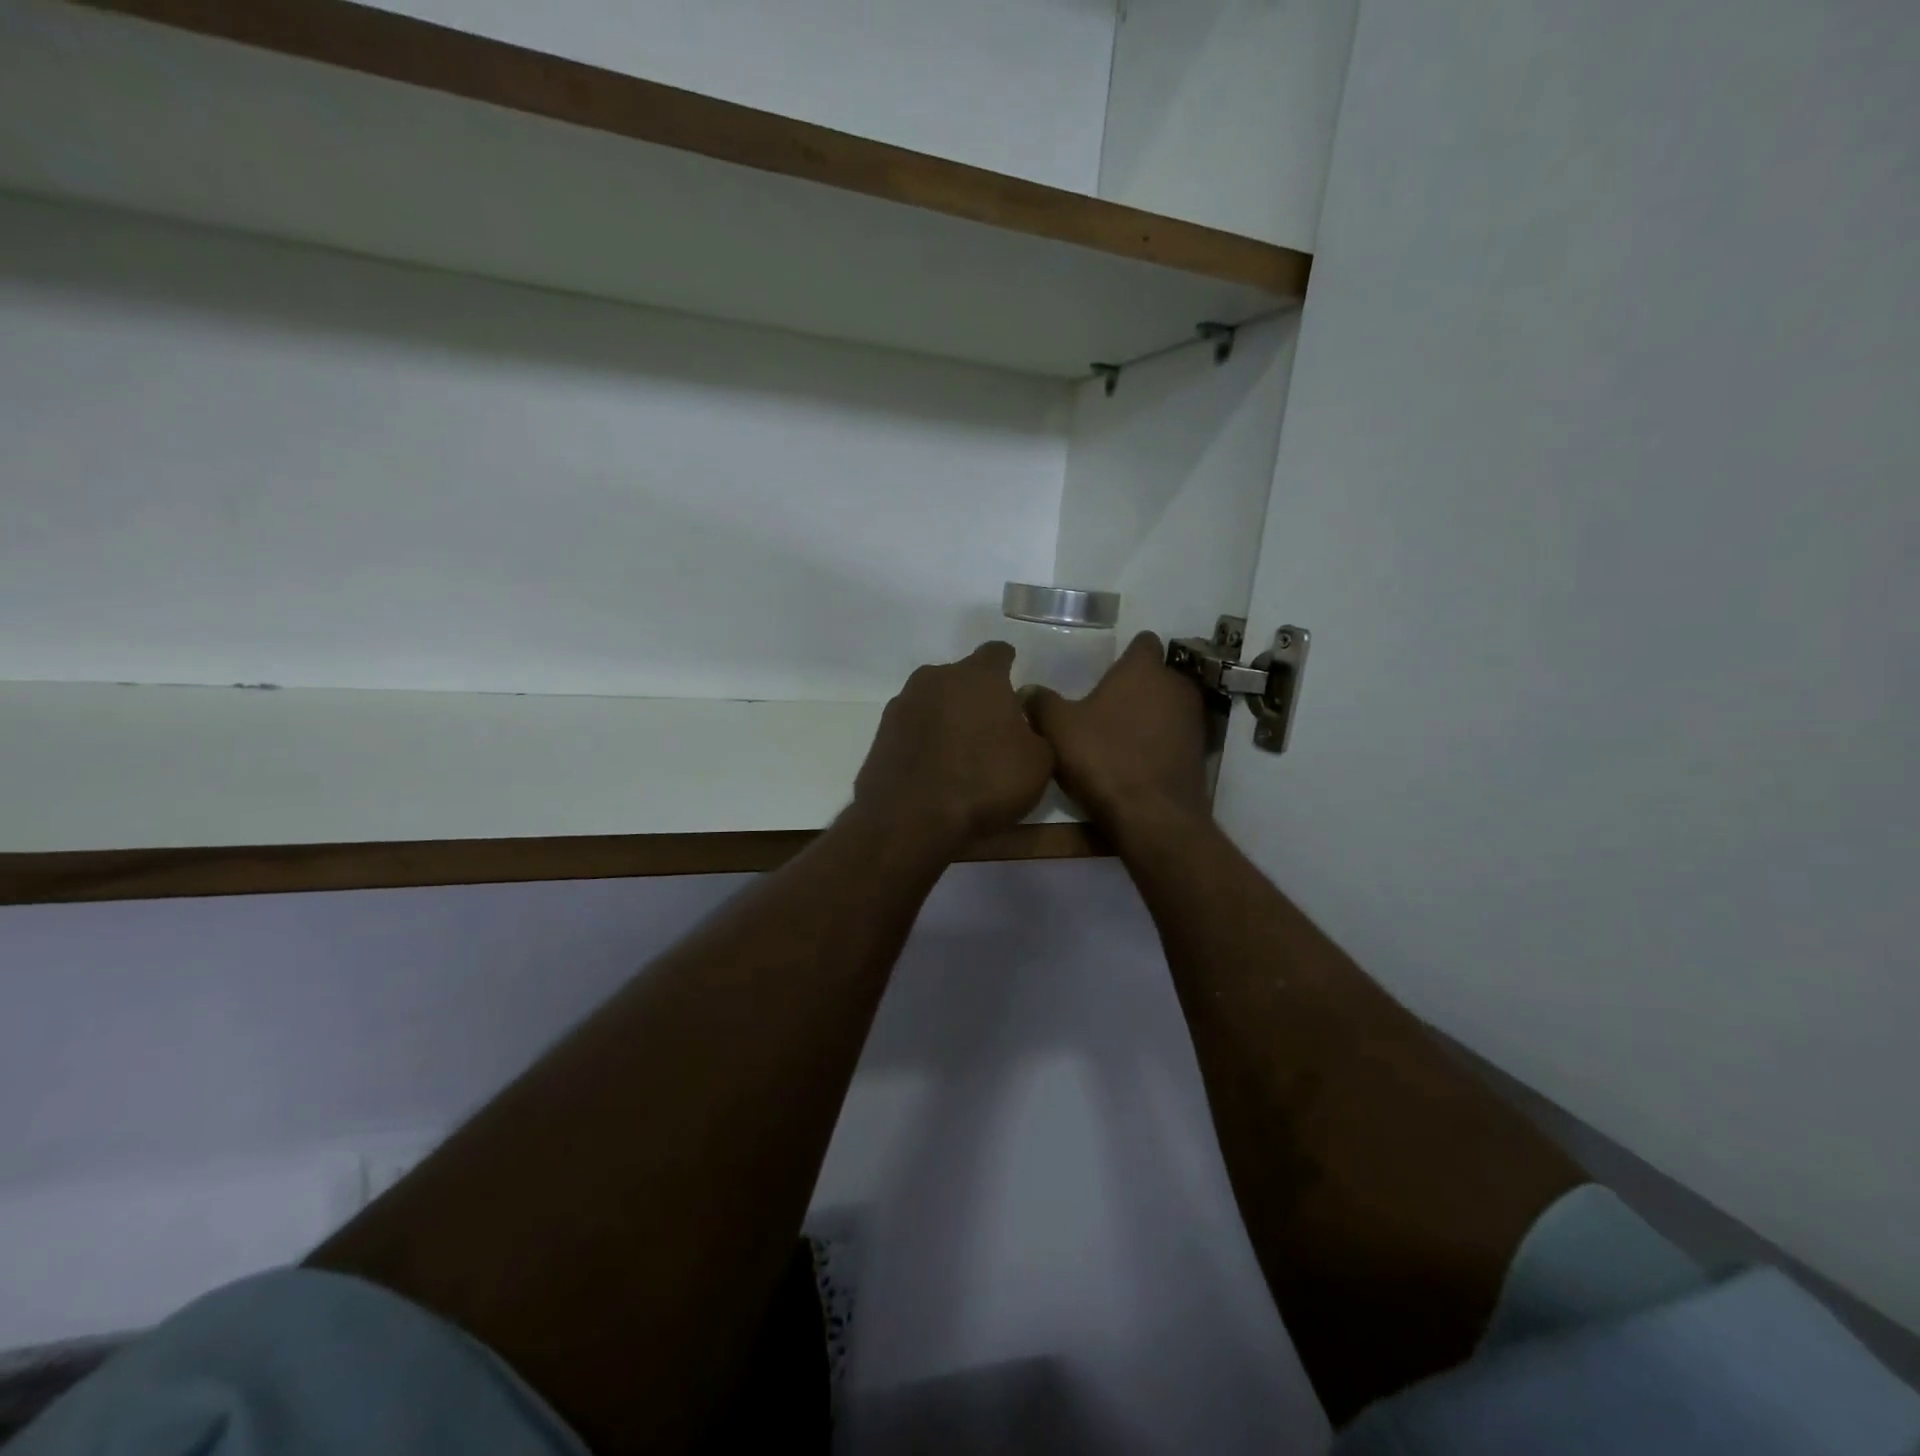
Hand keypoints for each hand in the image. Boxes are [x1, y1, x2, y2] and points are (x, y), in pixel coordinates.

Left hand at [854, 642, 1054, 845]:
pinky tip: (934, 767)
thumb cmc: (985, 782)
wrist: (911, 819)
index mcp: (979, 675)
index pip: (998, 653)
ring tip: (960, 750)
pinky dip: (924, 740)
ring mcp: (903, 703)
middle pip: (962, 676)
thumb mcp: (1039, 762)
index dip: (1009, 667)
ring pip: (934, 700)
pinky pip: (912, 728)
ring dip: (947, 716)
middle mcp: (937, 678)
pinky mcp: (881, 733)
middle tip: (991, 727)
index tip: (1014, 688)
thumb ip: (1036, 729)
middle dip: (976, 695)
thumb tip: (1022, 721)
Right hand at [1024, 632, 1210, 837]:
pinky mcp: (1201, 753)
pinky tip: (1137, 761)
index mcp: (1144, 669)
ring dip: (1151, 715)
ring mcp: (1194, 720)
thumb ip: (1041, 703)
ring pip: (1169, 705)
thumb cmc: (1104, 759)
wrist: (1153, 816)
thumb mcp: (1058, 729)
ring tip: (1120, 736)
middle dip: (1137, 686)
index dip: (1126, 653)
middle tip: (1106, 706)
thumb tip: (1028, 691)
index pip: (1143, 641)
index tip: (1106, 671)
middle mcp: (1177, 685)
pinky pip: (1176, 735)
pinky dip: (1161, 742)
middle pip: (1157, 674)